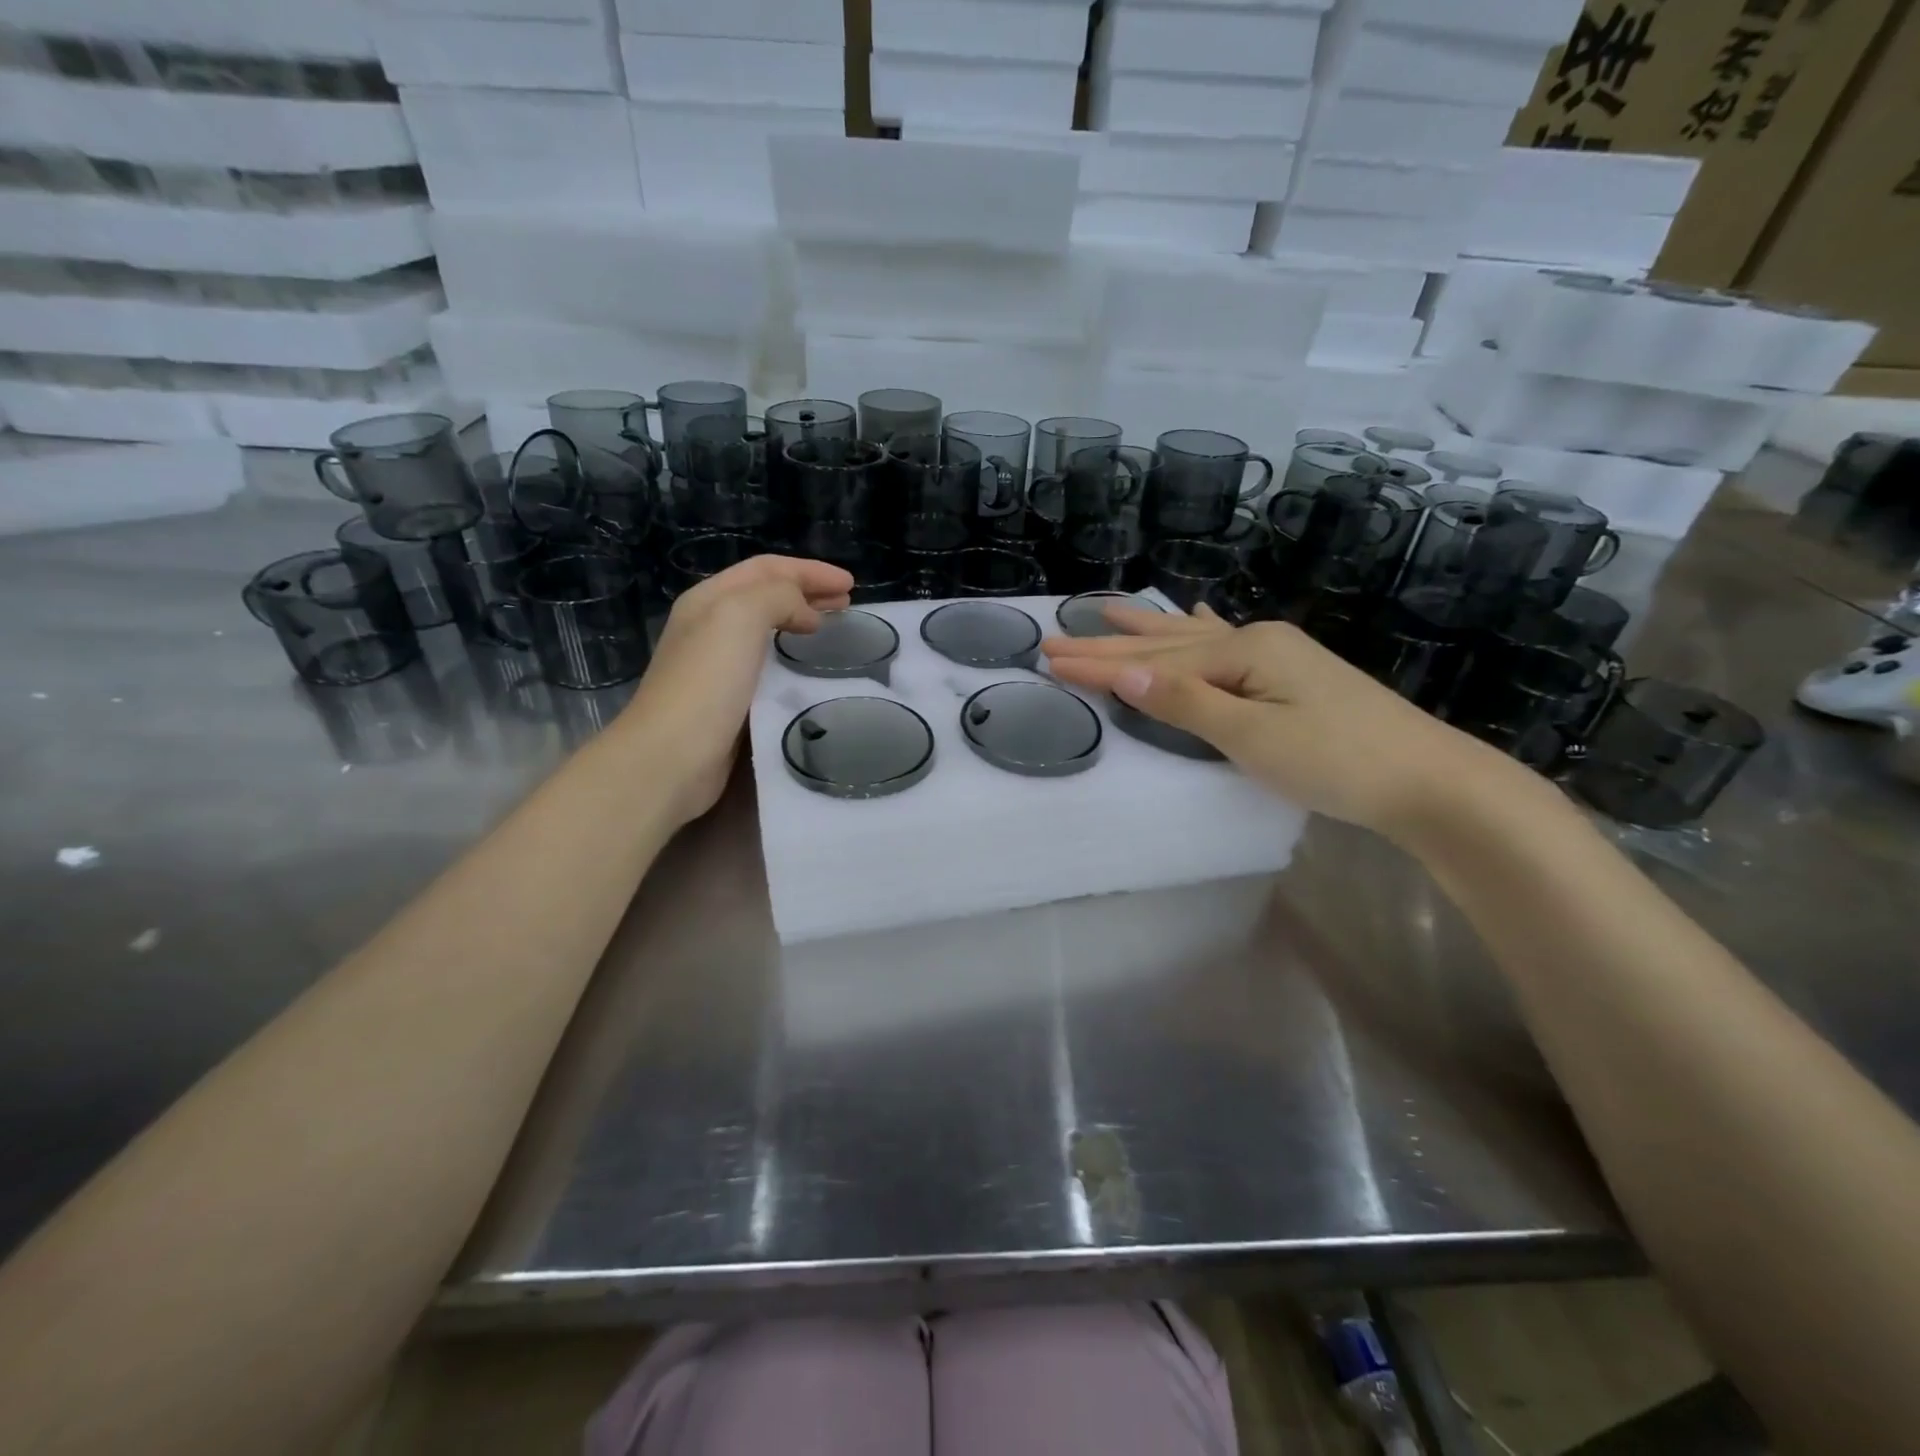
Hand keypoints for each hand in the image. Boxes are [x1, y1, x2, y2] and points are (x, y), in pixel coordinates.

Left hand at [620, 555, 852, 825]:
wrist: (672, 757)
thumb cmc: (707, 681)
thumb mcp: (740, 616)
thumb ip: (779, 597)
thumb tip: (806, 614)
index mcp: (708, 600)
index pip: (766, 569)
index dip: (810, 570)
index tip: (850, 584)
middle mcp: (708, 627)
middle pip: (765, 596)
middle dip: (808, 593)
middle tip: (848, 604)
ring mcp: (715, 667)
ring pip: (766, 631)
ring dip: (801, 624)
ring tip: (832, 630)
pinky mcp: (726, 703)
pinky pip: (767, 667)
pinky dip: (792, 659)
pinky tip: (807, 672)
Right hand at [1043, 604, 1533, 841]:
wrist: (1427, 781)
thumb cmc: (1335, 762)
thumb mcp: (1251, 736)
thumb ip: (1185, 702)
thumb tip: (1124, 673)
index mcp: (1244, 652)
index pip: (1154, 661)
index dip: (1099, 663)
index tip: (1048, 656)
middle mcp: (1257, 642)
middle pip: (1170, 643)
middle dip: (1112, 643)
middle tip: (1059, 635)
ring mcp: (1278, 657)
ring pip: (1197, 640)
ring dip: (1151, 629)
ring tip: (1112, 611)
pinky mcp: (1292, 677)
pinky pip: (1229, 645)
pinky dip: (1202, 634)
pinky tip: (1200, 618)